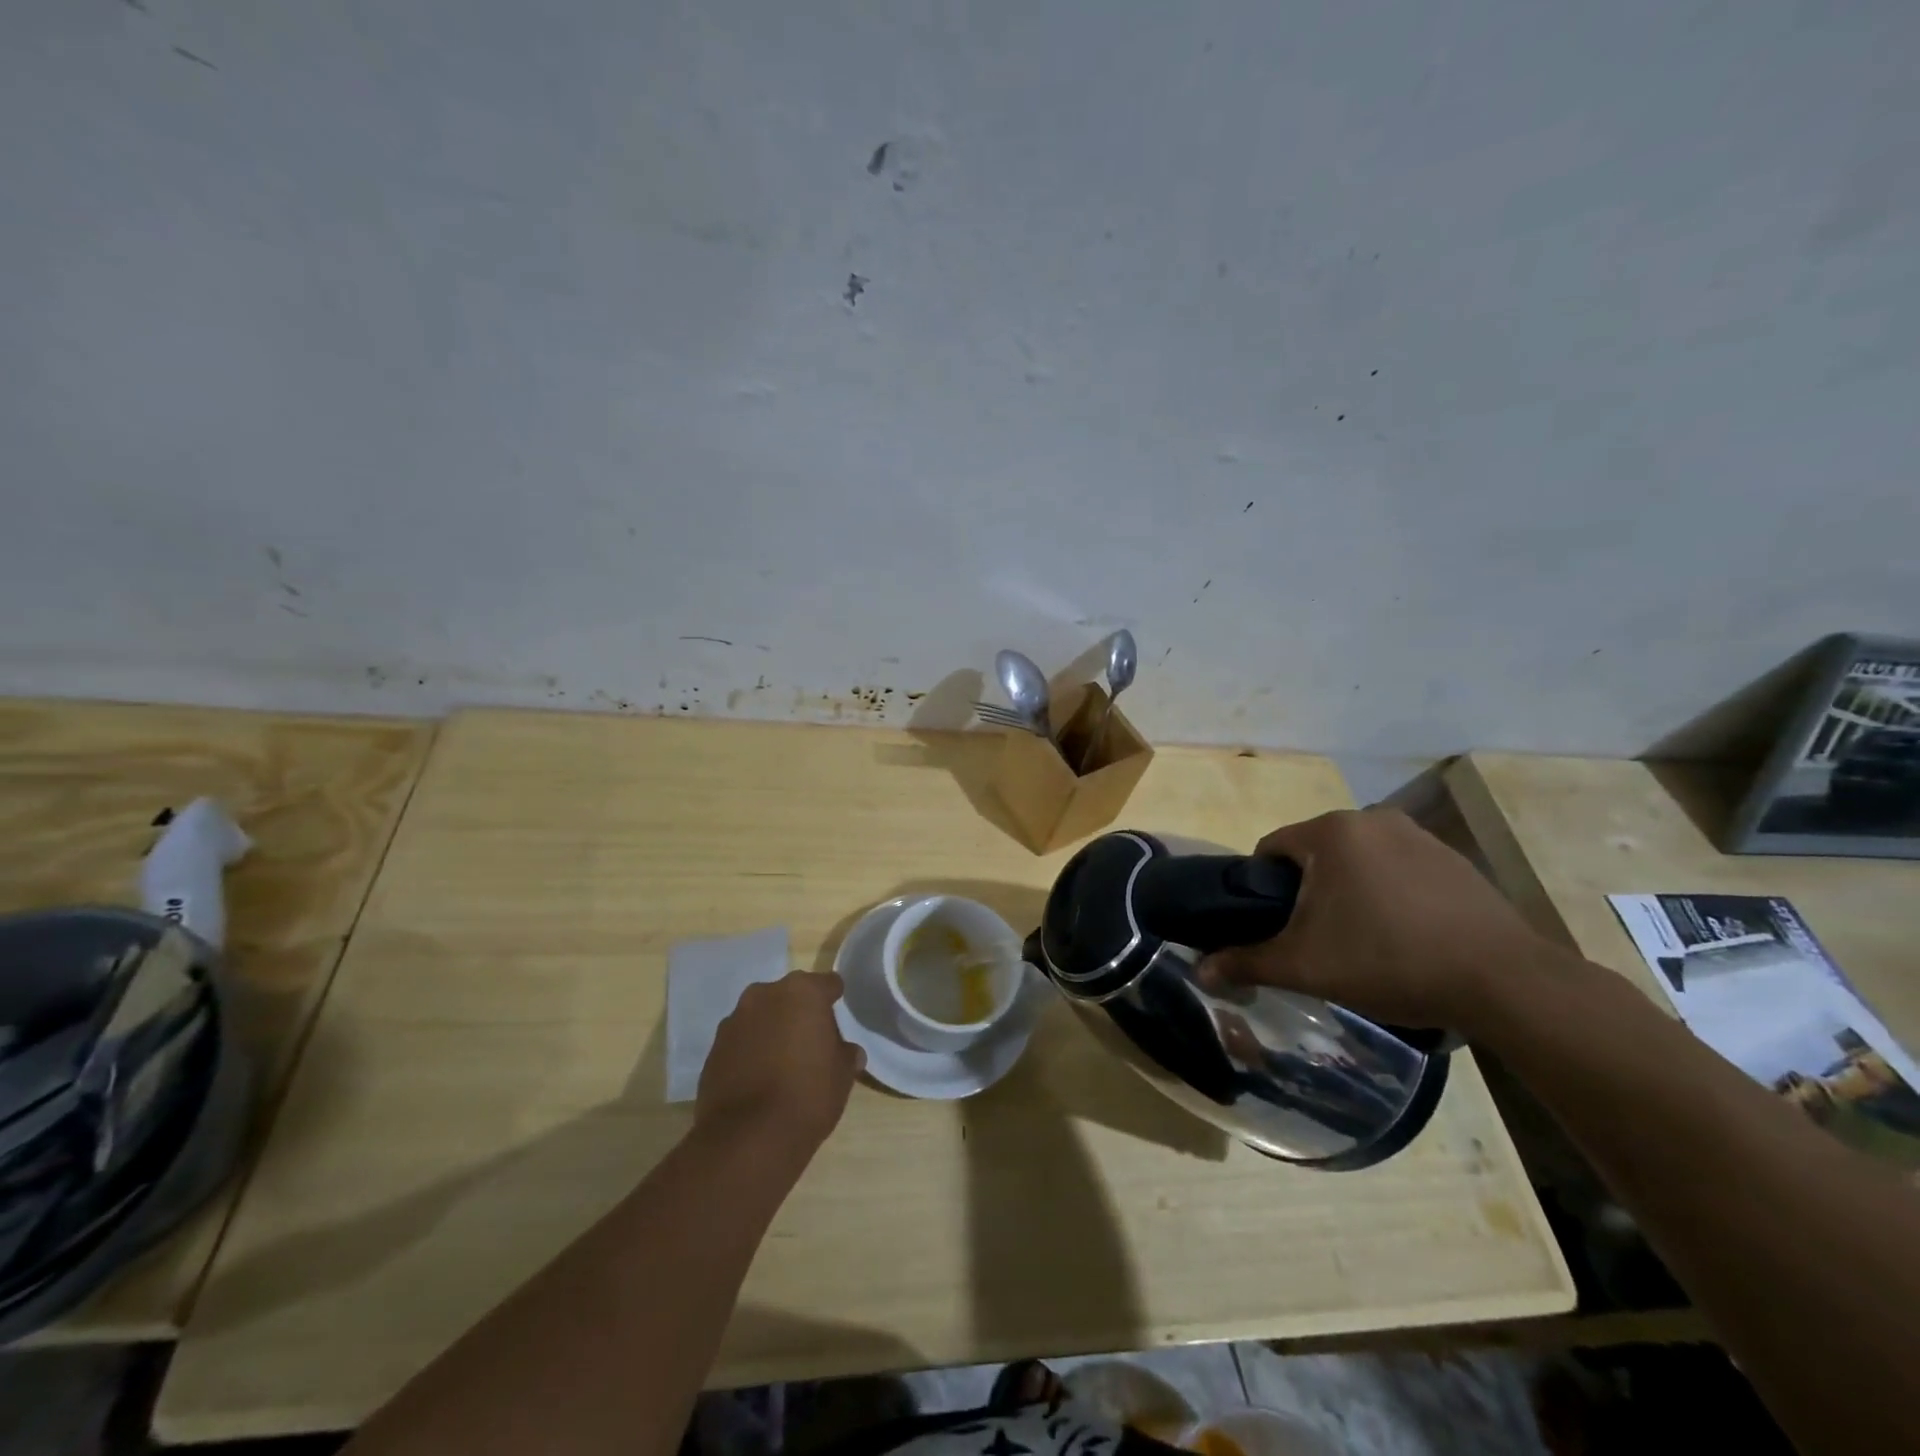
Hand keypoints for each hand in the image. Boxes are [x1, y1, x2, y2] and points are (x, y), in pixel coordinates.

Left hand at [695, 971, 863, 1154]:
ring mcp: (734, 1020)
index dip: (834, 1000)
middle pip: (790, 997)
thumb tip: (848, 1052)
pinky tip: (758, 1080)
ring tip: (781, 1064)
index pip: (828, 984)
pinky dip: (750, 1052)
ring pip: (762, 1017)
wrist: (748, 1138)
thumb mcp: (842, 1075)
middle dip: (799, 1014)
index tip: (838, 1018)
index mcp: (803, 992)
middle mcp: (765, 995)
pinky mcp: (713, 1049)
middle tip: (810, 1044)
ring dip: (771, 1031)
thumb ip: (846, 1054)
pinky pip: (740, 1042)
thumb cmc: (807, 1094)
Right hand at [1198, 808, 1551, 1033]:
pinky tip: (1405, 935)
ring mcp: (1418, 836)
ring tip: (1363, 941)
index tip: (1276, 927)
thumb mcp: (1306, 966)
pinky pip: (1398, 869)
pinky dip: (1388, 894)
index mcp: (1331, 833)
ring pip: (1357, 861)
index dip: (1262, 889)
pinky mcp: (1453, 859)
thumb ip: (1247, 962)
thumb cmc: (1388, 960)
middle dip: (1307, 892)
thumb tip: (1199, 971)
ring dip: (1348, 892)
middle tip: (1317, 940)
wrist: (1504, 982)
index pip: (1271, 848)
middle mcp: (1372, 819)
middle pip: (1314, 854)